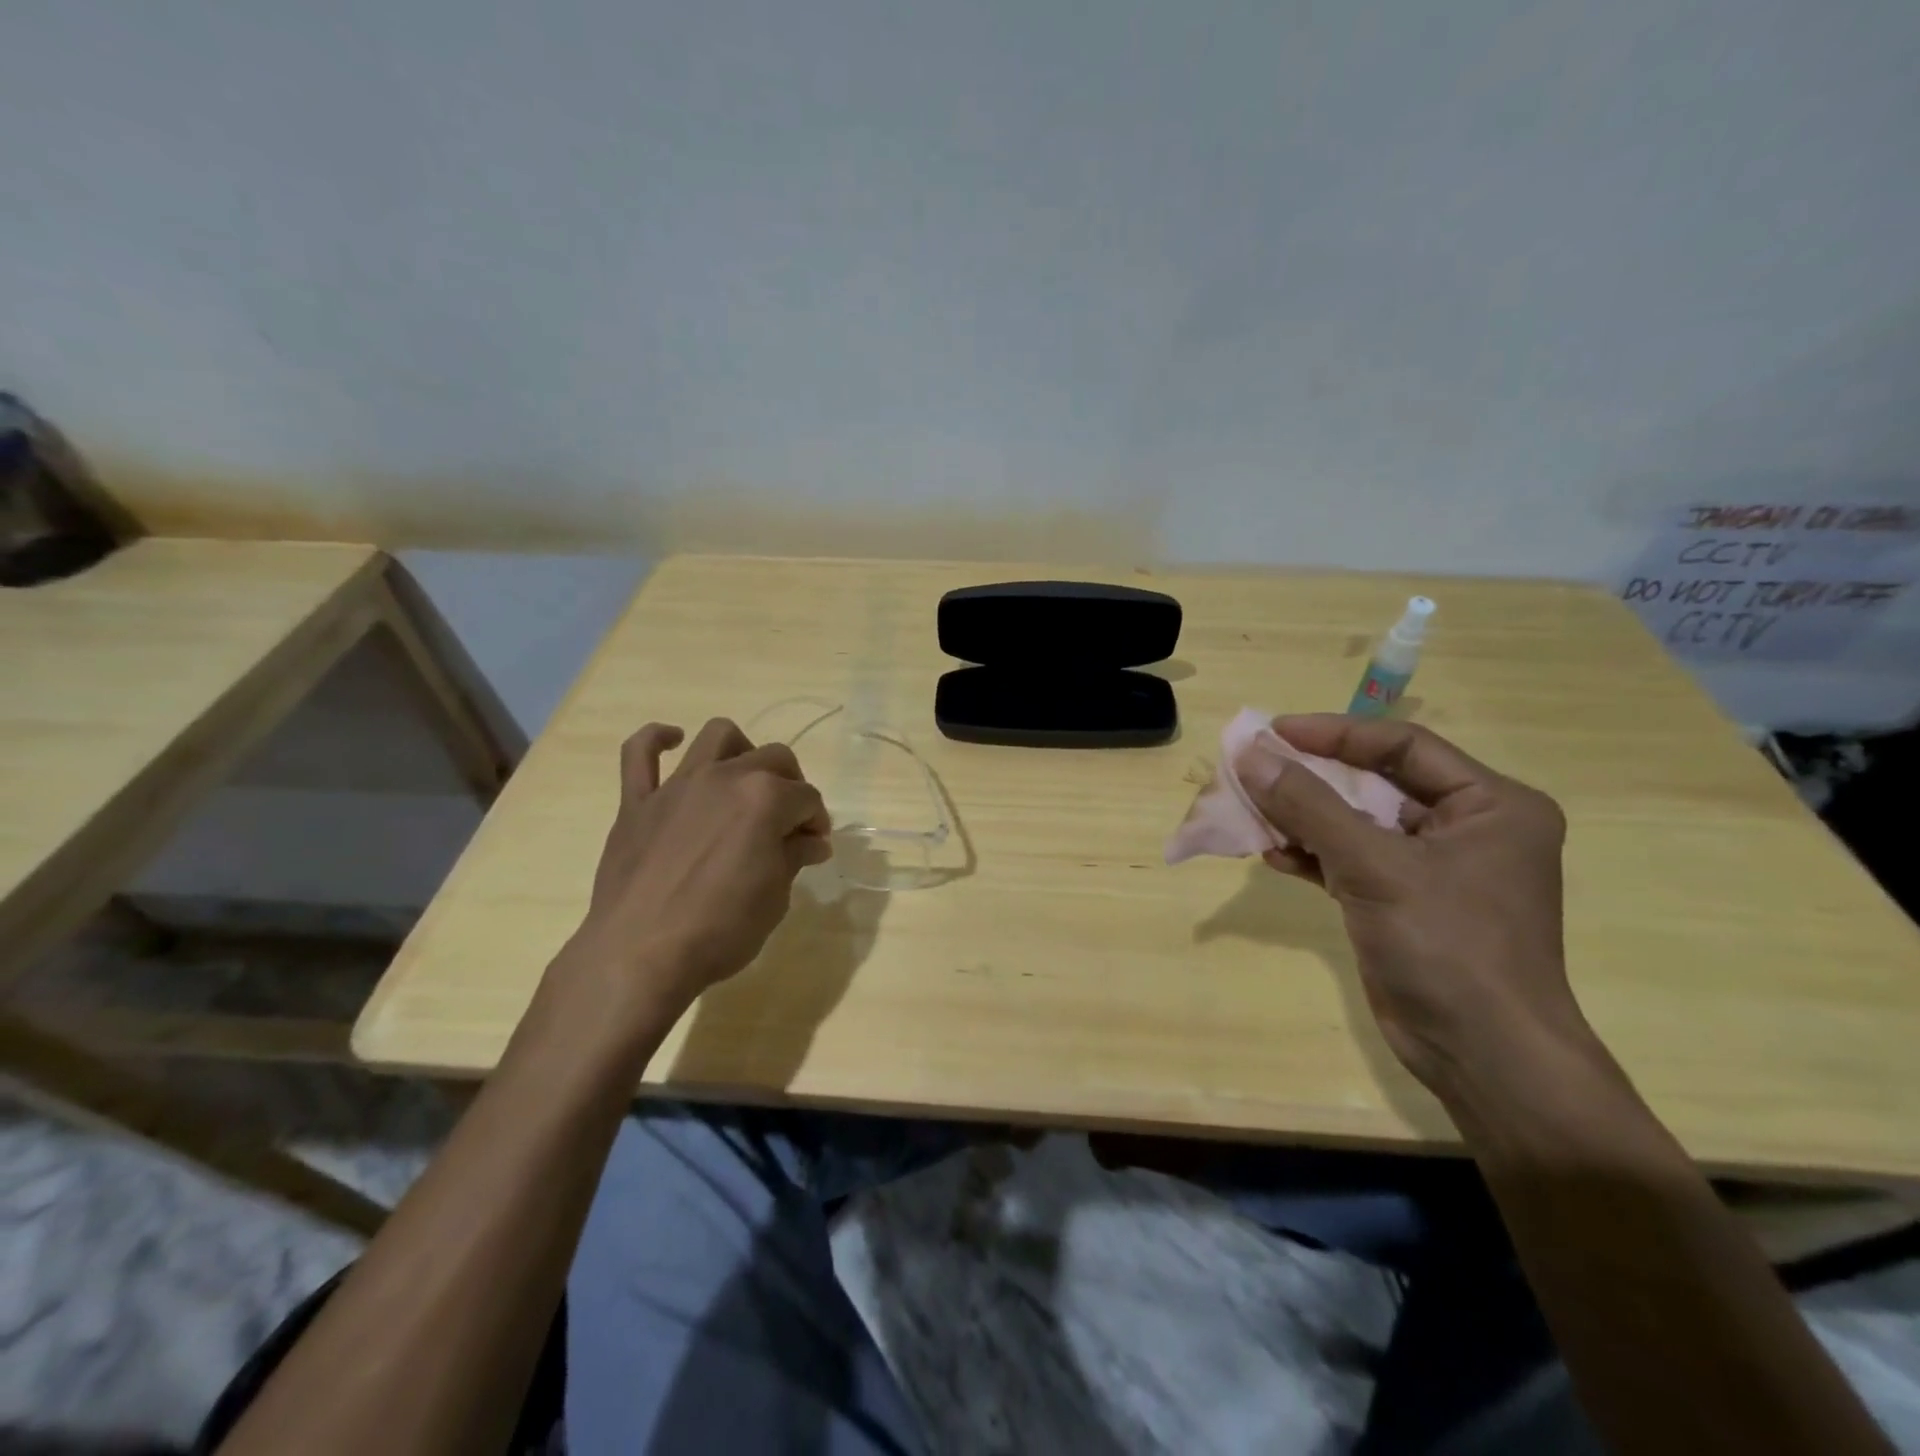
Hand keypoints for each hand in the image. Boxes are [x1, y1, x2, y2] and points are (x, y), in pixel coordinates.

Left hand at [555, 718, 832, 1027]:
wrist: (639, 956)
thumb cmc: (720, 930)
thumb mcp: (775, 898)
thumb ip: (793, 857)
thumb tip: (811, 841)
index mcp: (765, 799)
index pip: (807, 798)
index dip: (816, 822)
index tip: (815, 847)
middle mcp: (725, 778)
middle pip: (773, 759)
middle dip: (792, 786)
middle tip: (788, 824)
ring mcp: (677, 785)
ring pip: (718, 736)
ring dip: (742, 751)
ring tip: (745, 781)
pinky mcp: (637, 801)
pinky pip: (639, 752)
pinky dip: (658, 739)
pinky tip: (674, 741)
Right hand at [1238, 714, 1586, 1097]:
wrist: (1483, 1056)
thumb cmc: (1447, 946)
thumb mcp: (1375, 866)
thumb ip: (1309, 805)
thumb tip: (1250, 754)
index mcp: (1491, 804)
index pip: (1402, 747)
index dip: (1335, 734)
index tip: (1273, 732)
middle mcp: (1467, 828)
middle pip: (1375, 783)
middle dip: (1312, 778)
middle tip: (1254, 767)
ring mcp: (1434, 869)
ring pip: (1356, 823)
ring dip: (1304, 818)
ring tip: (1252, 811)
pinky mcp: (1403, 903)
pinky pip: (1350, 861)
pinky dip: (1312, 856)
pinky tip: (1273, 855)